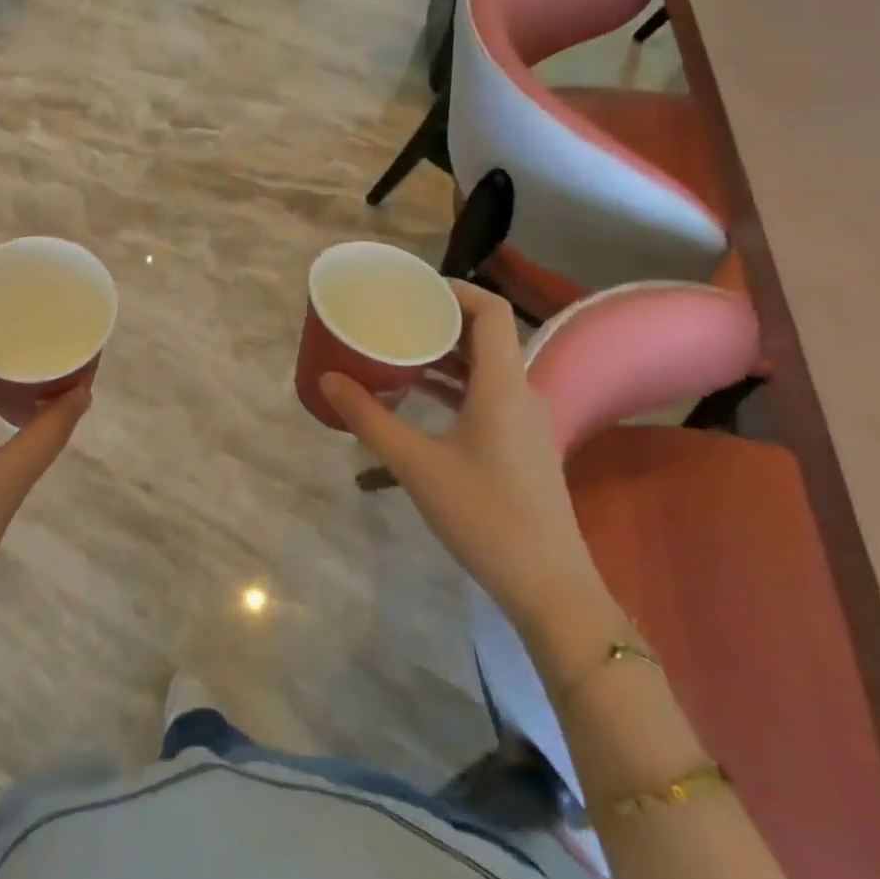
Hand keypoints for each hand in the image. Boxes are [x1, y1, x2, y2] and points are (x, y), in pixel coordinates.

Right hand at [322, 281, 605, 630]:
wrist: (551, 590)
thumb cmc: (484, 516)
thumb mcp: (416, 465)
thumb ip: (369, 418)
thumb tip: (328, 379)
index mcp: (503, 385)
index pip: (490, 311)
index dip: (454, 289)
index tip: (412, 288)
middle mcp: (521, 393)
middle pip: (485, 335)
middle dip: (439, 319)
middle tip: (393, 315)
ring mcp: (527, 421)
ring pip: (486, 367)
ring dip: (445, 354)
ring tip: (398, 349)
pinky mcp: (523, 446)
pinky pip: (488, 394)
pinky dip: (455, 384)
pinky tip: (419, 396)